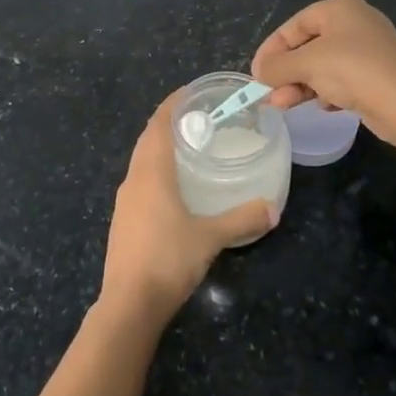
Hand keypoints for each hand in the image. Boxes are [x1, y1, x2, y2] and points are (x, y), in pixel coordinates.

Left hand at [100, 93, 274, 325]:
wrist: (129, 304)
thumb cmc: (168, 259)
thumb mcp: (211, 238)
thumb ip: (242, 220)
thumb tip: (273, 208)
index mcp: (151, 173)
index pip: (159, 125)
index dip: (172, 105)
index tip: (190, 91)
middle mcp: (133, 180)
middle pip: (148, 140)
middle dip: (168, 123)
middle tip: (197, 117)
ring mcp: (124, 202)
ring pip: (141, 162)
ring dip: (159, 148)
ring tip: (187, 148)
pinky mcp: (123, 222)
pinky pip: (139, 182)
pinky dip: (155, 172)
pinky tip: (172, 188)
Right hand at [251, 0, 395, 145]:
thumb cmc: (351, 70)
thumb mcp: (305, 64)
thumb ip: (276, 66)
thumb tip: (260, 73)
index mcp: (339, 8)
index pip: (294, 25)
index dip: (272, 49)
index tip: (257, 73)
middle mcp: (356, 22)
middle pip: (308, 46)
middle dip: (286, 72)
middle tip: (270, 94)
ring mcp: (369, 49)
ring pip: (323, 65)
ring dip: (301, 85)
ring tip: (285, 105)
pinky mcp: (378, 75)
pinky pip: (342, 79)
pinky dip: (326, 91)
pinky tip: (323, 106)